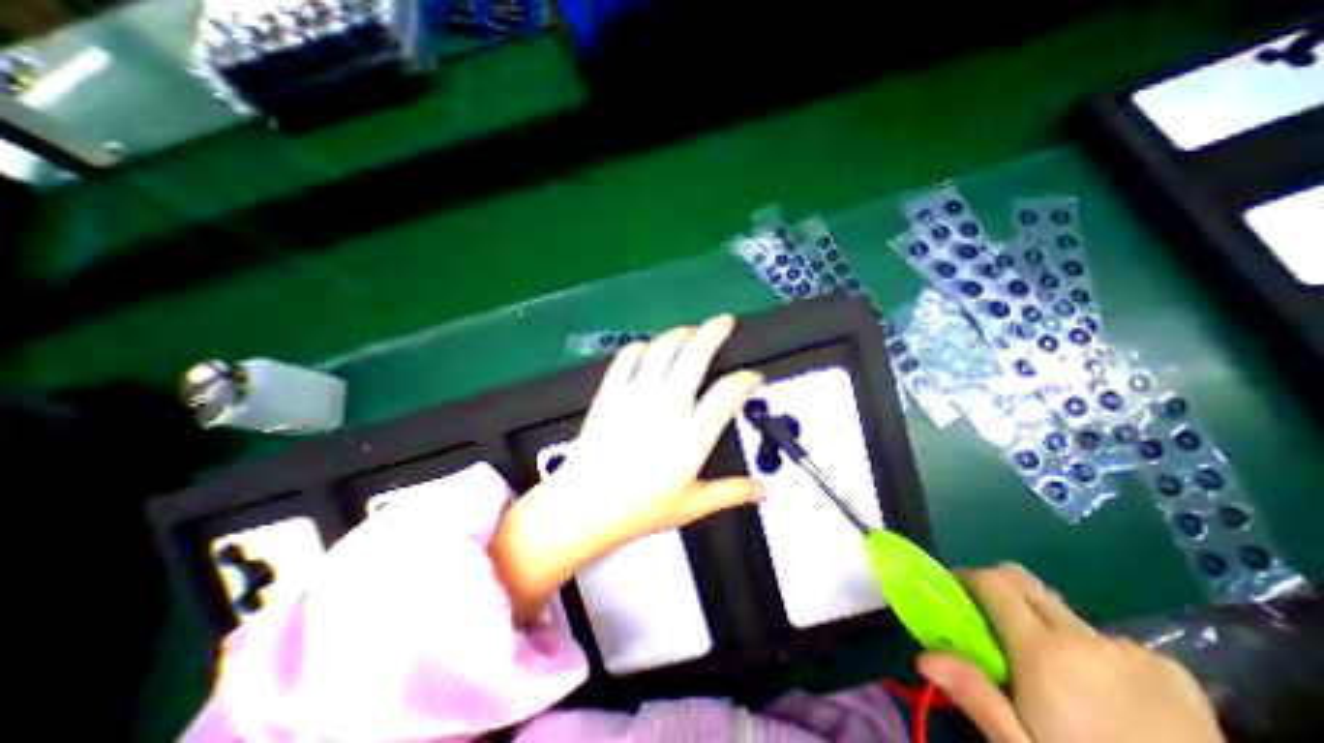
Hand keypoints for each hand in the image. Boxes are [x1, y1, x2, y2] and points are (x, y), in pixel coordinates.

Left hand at [487, 315, 766, 619]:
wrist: (583, 507)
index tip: (753, 377)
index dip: (747, 379)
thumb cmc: (638, 509)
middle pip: (695, 354)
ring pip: (662, 348)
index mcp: (691, 436)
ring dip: (680, 333)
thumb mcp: (691, 506)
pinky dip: (642, 347)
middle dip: (714, 331)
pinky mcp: (610, 393)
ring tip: (691, 331)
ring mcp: (635, 396)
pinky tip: (649, 349)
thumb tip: (761, 491)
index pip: (729, 393)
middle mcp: (666, 407)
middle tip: (724, 322)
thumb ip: (730, 492)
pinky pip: (627, 357)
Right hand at [923, 564, 1217, 742]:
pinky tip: (1107, 693)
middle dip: (999, 589)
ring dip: (1045, 624)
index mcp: (1046, 652)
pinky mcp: (1174, 672)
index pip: (992, 582)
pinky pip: (1108, 639)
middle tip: (990, 621)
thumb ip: (977, 697)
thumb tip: (923, 656)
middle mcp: (1086, 637)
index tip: (955, 593)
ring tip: (1055, 672)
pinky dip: (1091, 650)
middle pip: (1025, 582)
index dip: (967, 578)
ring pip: (1065, 612)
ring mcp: (1134, 652)